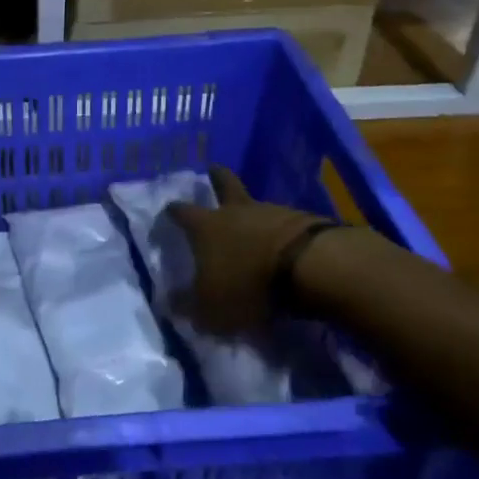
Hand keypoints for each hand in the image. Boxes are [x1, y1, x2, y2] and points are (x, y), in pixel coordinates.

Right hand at [167, 166, 331, 333]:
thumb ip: (188, 307)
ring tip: (252, 226)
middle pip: (224, 183)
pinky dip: (280, 230)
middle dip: (216, 177)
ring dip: (252, 212)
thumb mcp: (211, 309)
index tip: (168, 211)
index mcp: (206, 227)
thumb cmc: (249, 284)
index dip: (172, 212)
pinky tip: (282, 243)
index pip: (181, 212)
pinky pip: (284, 222)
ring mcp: (271, 212)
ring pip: (255, 205)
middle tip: (212, 170)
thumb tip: (169, 303)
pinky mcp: (303, 220)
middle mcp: (235, 211)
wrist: (310, 267)